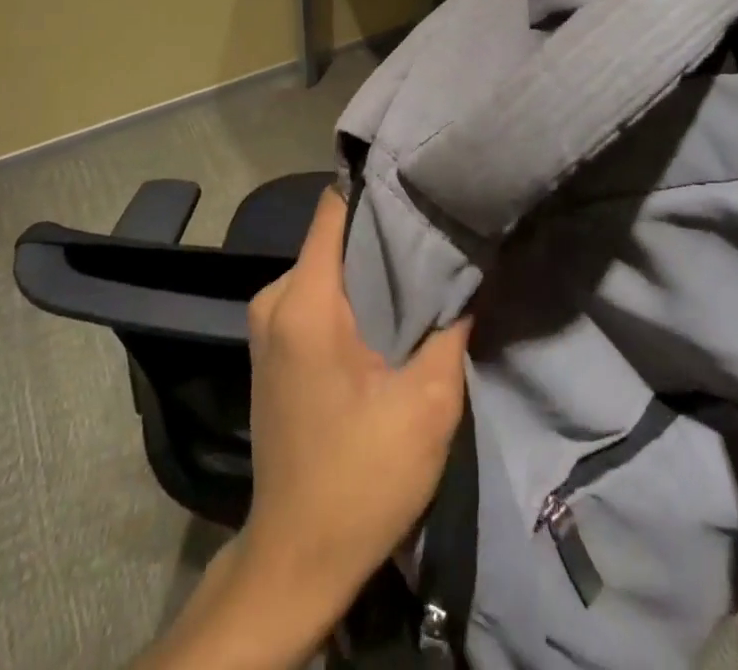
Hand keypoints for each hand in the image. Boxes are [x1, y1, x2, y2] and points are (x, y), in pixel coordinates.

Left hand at [241, 189, 471, 626]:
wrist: (297, 559)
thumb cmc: (362, 479)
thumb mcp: (428, 403)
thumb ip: (451, 324)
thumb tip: (471, 268)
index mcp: (304, 301)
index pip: (334, 207)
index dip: (376, 186)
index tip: (419, 177)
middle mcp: (275, 298)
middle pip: (333, 235)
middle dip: (383, 229)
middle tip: (436, 224)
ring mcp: (267, 323)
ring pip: (326, 264)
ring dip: (370, 264)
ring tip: (422, 262)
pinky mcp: (272, 346)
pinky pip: (316, 293)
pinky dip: (352, 290)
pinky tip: (389, 304)